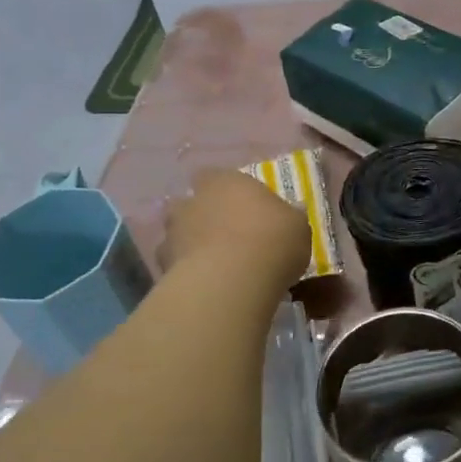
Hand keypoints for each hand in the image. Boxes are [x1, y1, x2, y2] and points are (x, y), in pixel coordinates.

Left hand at [164, 168, 311, 293]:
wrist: (233, 279)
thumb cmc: (272, 240)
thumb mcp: (297, 226)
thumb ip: (288, 216)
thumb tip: (290, 212)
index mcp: (226, 181)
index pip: (216, 176)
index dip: (227, 192)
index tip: (242, 209)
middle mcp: (194, 199)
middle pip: (193, 203)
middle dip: (203, 217)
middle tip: (225, 237)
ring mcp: (174, 231)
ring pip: (178, 232)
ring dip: (190, 243)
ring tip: (212, 264)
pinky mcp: (163, 263)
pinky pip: (174, 263)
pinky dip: (184, 270)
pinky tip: (203, 284)